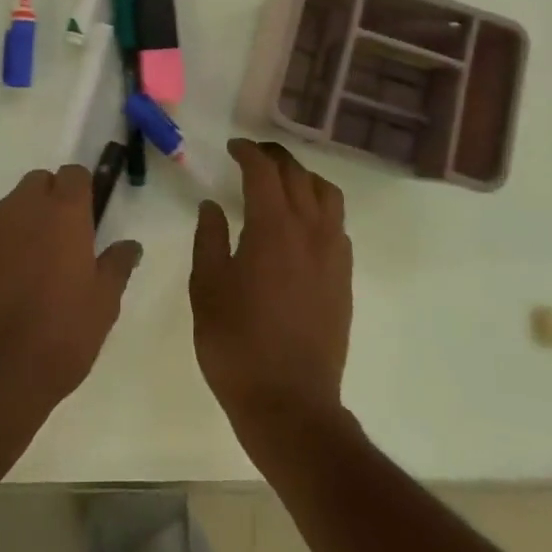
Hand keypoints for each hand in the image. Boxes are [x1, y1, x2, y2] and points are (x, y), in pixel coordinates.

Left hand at [0, 166, 142, 432]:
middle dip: (50, 200)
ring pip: (10, 208)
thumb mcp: (103, 304)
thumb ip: (117, 265)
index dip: (82, 192)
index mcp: (63, 212)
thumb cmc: (59, 334)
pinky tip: (2, 285)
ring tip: (31, 268)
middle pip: (38, 183)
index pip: (74, 174)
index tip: (87, 220)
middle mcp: (22, 208)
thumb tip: (130, 245)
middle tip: (61, 242)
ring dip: (23, 223)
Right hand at [191, 140, 352, 458]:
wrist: (290, 403)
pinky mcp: (344, 278)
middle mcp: (309, 231)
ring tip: (283, 182)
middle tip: (253, 157)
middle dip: (275, 158)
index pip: (264, 172)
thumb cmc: (237, 344)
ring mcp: (333, 255)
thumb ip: (209, 239)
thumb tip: (212, 205)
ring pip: (327, 195)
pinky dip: (320, 208)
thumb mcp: (207, 288)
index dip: (248, 153)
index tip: (233, 148)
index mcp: (272, 228)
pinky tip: (302, 223)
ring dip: (304, 178)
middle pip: (298, 175)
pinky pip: (338, 225)